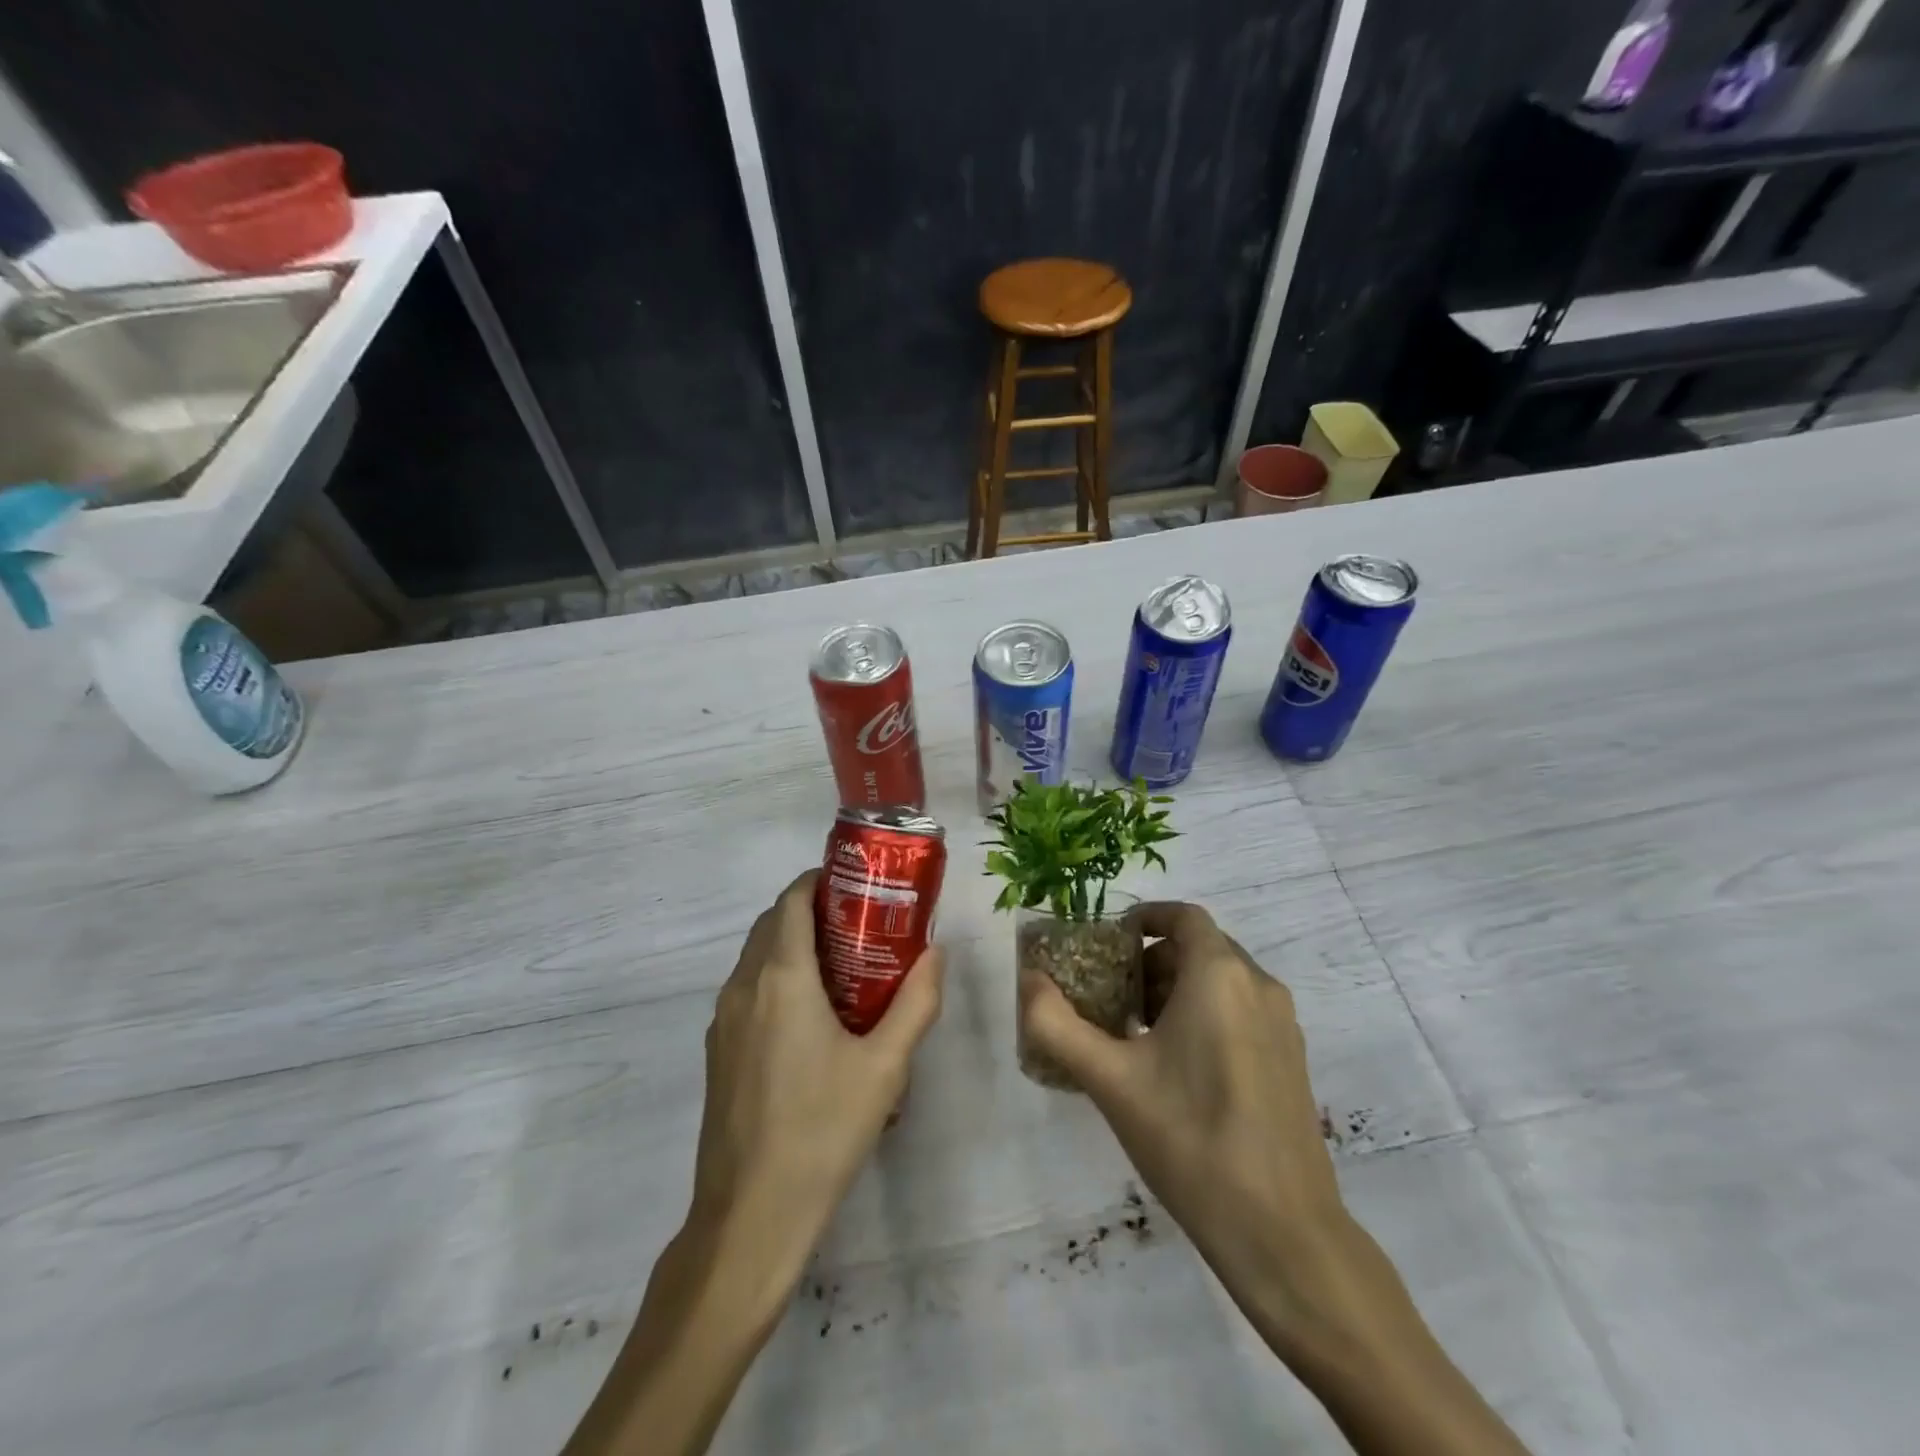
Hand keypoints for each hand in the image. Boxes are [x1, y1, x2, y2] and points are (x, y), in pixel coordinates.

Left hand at [564, 872, 944, 1455]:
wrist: (750, 1215)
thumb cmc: (823, 1131)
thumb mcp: (886, 1066)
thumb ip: (917, 1002)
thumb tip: (937, 954)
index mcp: (781, 978)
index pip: (792, 900)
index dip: (821, 880)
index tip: (859, 885)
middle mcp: (744, 987)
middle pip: (773, 922)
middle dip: (813, 910)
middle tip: (863, 923)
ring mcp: (723, 1020)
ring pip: (758, 956)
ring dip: (794, 944)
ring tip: (845, 965)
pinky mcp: (718, 1050)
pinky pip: (749, 989)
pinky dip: (778, 976)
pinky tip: (814, 1015)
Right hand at [1017, 900, 1353, 1341]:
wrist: (1283, 1232)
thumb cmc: (1190, 1138)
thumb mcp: (1110, 1080)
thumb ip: (1057, 1025)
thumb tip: (1028, 981)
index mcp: (1220, 976)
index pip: (1183, 916)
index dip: (1145, 918)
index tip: (1109, 942)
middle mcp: (1259, 987)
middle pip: (1200, 948)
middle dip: (1152, 960)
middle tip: (1112, 993)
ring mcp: (1282, 1026)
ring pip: (1222, 982)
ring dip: (1177, 990)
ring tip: (1135, 1032)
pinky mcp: (1292, 1062)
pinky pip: (1242, 1012)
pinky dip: (1205, 1015)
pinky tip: (1175, 1068)